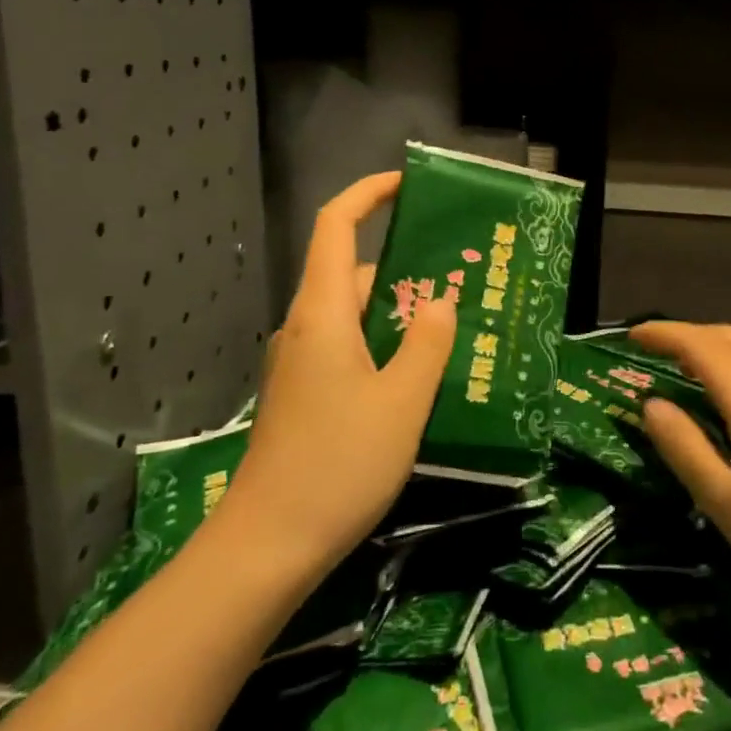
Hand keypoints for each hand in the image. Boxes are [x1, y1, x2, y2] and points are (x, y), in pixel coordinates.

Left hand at [221, 173, 457, 575]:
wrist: (268, 545)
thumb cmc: (339, 463)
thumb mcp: (402, 400)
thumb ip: (429, 343)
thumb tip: (440, 301)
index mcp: (323, 313)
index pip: (337, 226)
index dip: (369, 194)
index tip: (409, 185)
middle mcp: (306, 328)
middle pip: (356, 274)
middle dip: (408, 270)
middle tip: (463, 282)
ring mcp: (301, 363)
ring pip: (357, 317)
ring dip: (402, 316)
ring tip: (456, 331)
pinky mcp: (304, 395)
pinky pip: (350, 349)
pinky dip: (386, 348)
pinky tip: (421, 377)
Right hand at [630, 321, 730, 628]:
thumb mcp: (728, 505)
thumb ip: (686, 448)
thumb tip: (650, 403)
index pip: (699, 345)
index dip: (663, 334)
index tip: (631, 336)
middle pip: (729, 338)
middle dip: (688, 335)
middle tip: (654, 350)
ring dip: (719, 345)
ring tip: (692, 366)